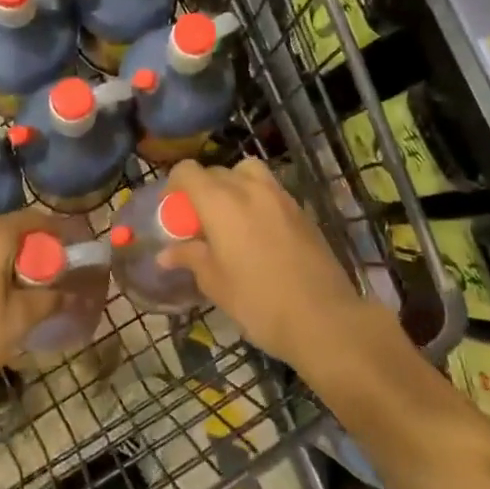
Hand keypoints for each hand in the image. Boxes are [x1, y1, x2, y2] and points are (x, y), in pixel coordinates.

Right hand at [162, 158, 376, 368]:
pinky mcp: (301, 210)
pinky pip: (270, 190)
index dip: (174, 186)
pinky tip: (258, 232)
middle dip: (202, 190)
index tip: (172, 212)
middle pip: (216, 171)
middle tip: (198, 223)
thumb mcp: (215, 283)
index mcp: (220, 202)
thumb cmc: (258, 302)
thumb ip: (190, 258)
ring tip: (231, 218)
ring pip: (248, 172)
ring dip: (233, 185)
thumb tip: (167, 253)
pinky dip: (257, 199)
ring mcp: (280, 196)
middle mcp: (249, 188)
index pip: (188, 171)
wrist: (323, 317)